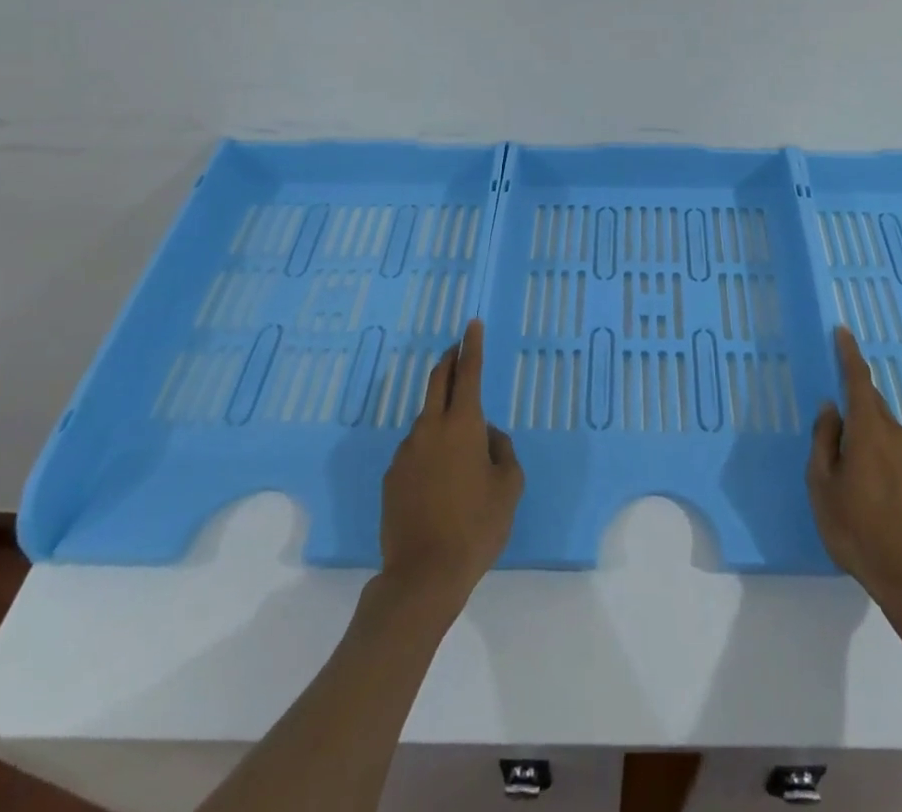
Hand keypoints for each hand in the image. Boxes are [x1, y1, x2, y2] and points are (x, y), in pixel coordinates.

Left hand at [379, 320, 523, 616]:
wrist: (423, 576)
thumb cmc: (477, 526)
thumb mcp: (509, 486)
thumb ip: (503, 450)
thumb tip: (488, 435)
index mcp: (463, 425)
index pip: (469, 372)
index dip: (472, 345)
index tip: (472, 324)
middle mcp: (430, 428)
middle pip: (438, 381)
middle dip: (449, 360)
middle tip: (458, 350)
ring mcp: (406, 452)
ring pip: (426, 419)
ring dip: (441, 413)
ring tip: (460, 443)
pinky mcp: (392, 476)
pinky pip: (415, 449)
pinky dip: (429, 447)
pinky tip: (439, 478)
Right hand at [807, 326, 901, 614]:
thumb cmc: (860, 531)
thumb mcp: (823, 487)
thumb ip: (824, 442)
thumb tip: (830, 410)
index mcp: (869, 431)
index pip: (859, 380)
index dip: (849, 354)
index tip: (843, 331)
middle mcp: (897, 435)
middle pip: (873, 404)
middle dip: (854, 401)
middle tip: (834, 419)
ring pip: (885, 431)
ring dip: (867, 433)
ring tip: (849, 464)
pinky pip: (898, 453)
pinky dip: (881, 454)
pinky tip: (872, 486)